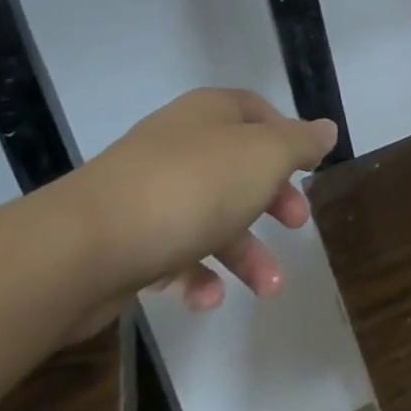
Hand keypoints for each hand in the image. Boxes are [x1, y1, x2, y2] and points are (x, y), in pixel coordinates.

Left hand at [60, 88, 336, 313]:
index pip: (256, 110)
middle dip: (272, 199)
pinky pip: (173, 251)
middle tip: (296, 224)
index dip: (286, 136)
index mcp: (209, 114)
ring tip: (269, 288)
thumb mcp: (264, 157)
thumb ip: (299, 143)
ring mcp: (148, 191)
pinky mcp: (126, 238)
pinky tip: (209, 300)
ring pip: (210, 215)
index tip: (307, 169)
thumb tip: (325, 129)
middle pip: (238, 166)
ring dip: (244, 252)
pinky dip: (196, 275)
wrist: (85, 245)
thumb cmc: (192, 187)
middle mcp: (179, 144)